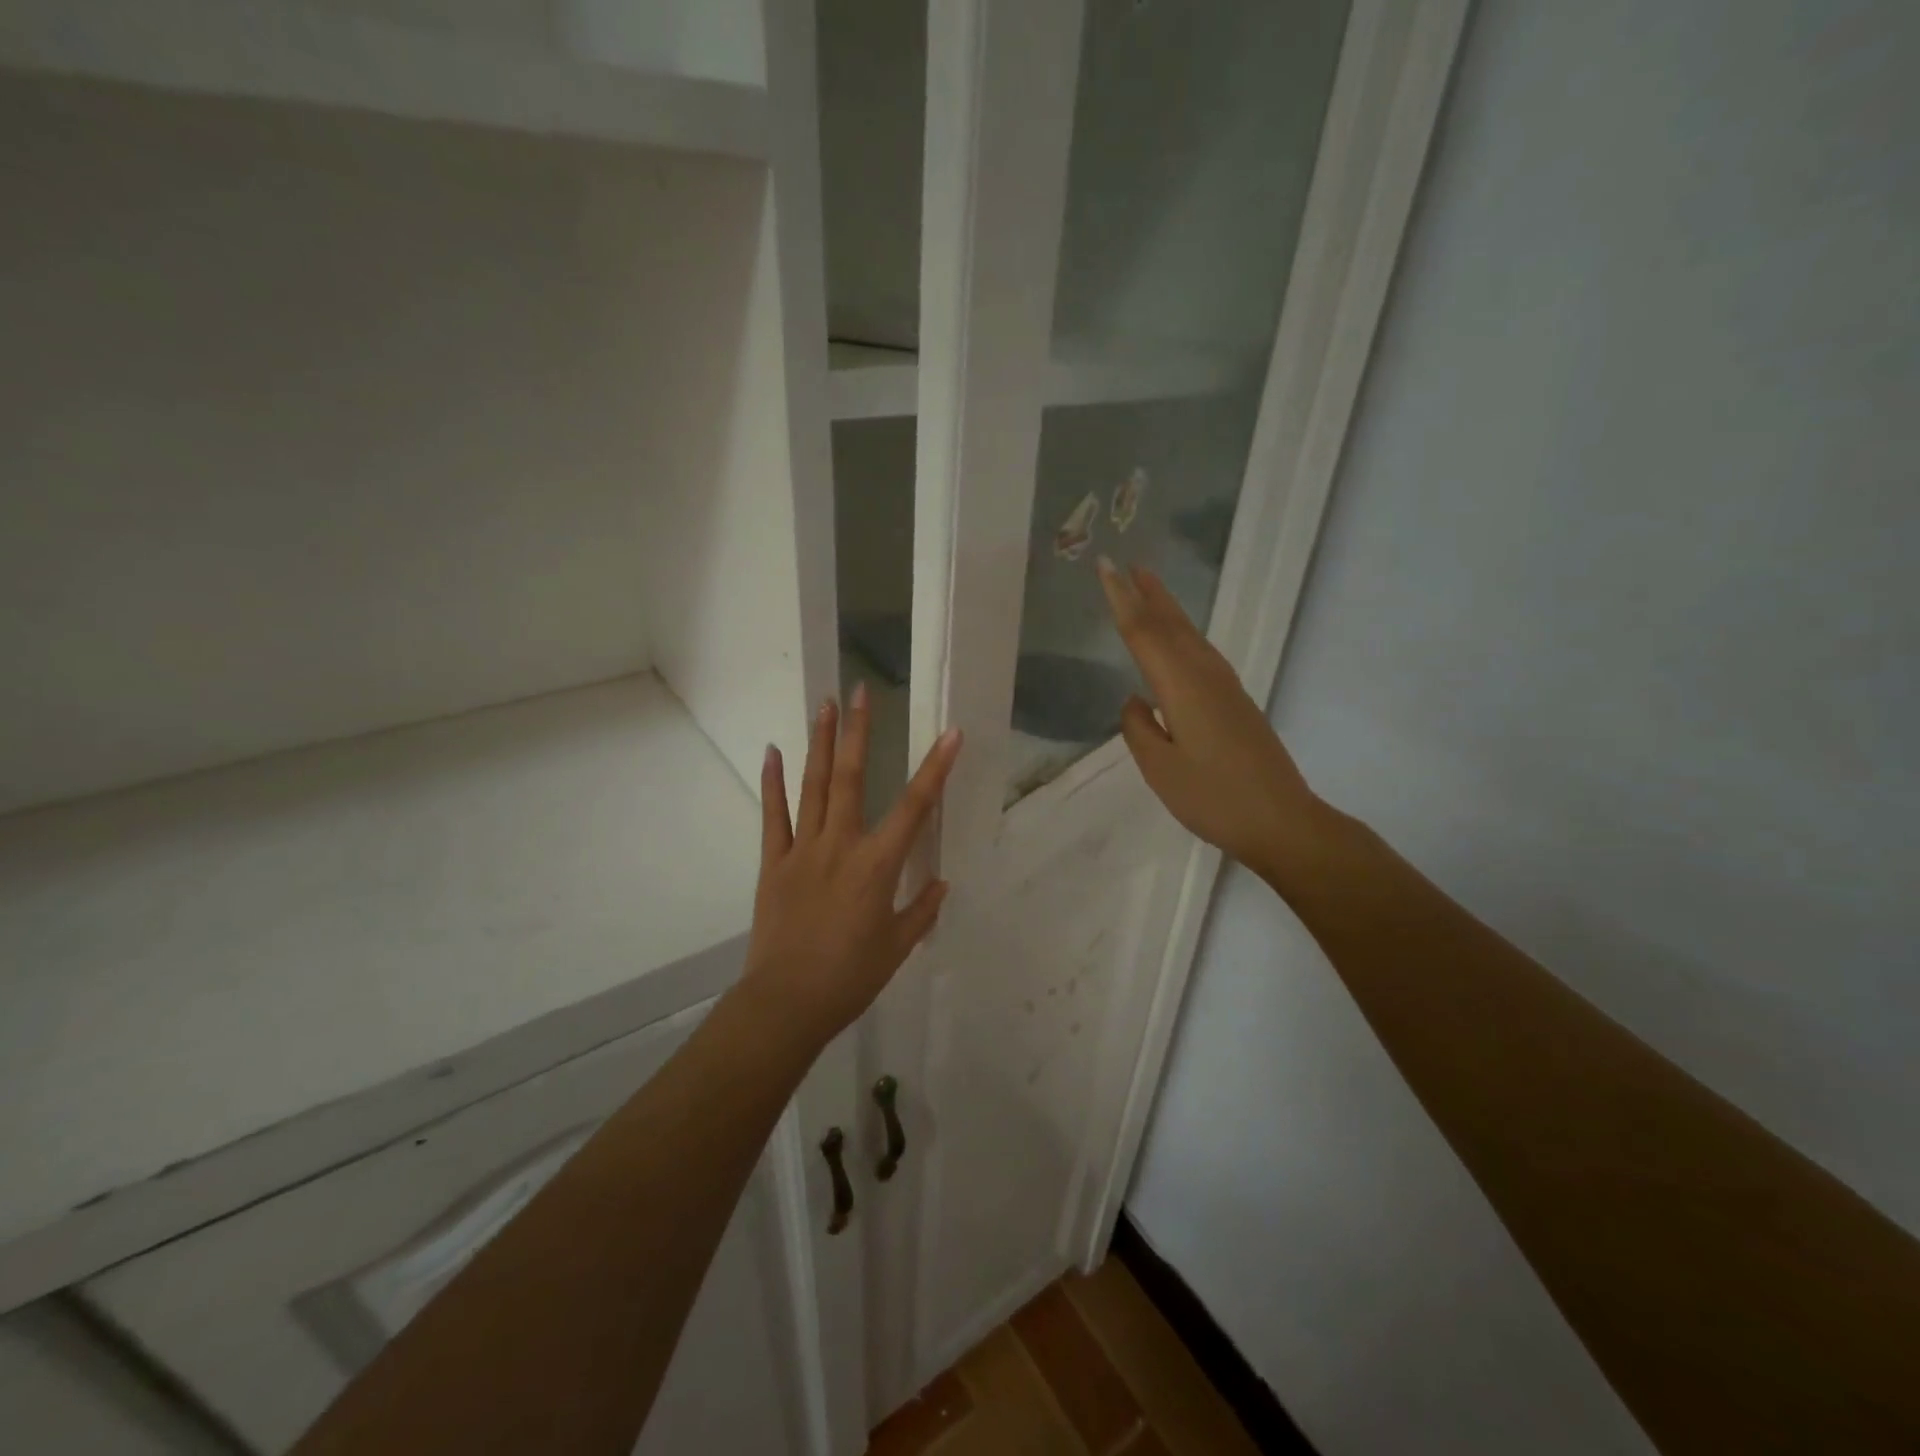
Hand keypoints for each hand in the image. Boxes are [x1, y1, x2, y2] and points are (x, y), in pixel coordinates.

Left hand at [743, 682, 962, 1044]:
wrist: (786, 1003)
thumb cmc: (850, 977)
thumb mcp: (897, 947)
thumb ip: (920, 910)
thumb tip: (940, 882)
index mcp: (877, 865)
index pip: (915, 807)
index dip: (936, 768)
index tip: (950, 733)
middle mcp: (841, 845)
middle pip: (851, 778)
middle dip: (859, 732)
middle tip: (861, 693)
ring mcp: (803, 850)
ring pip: (813, 786)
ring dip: (820, 743)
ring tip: (825, 704)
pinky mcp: (774, 862)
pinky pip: (774, 815)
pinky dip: (773, 782)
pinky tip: (774, 751)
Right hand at [1098, 557, 1326, 881]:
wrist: (1281, 821)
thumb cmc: (1213, 798)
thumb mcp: (1160, 770)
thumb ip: (1139, 729)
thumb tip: (1135, 700)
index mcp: (1182, 687)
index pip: (1143, 633)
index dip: (1121, 599)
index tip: (1105, 567)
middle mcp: (1206, 676)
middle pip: (1172, 625)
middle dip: (1148, 593)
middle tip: (1127, 564)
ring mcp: (1226, 688)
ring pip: (1191, 636)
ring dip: (1168, 610)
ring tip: (1148, 589)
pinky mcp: (1237, 702)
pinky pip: (1202, 654)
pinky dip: (1183, 636)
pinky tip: (1179, 643)